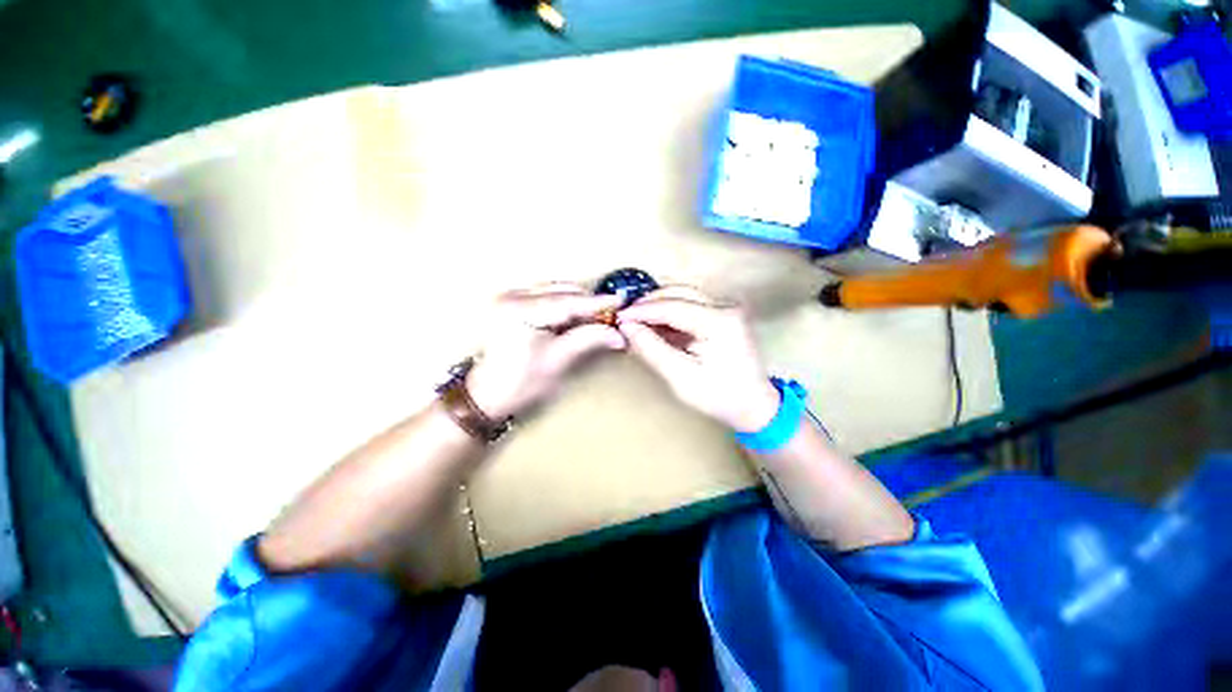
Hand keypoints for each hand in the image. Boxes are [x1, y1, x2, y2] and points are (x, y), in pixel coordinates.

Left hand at [465, 284, 625, 419]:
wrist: (487, 395)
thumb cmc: (520, 383)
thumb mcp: (558, 360)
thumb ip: (589, 339)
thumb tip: (617, 334)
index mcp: (521, 310)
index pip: (568, 302)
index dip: (597, 303)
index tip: (620, 302)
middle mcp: (512, 296)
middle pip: (561, 291)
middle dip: (587, 303)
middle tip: (610, 317)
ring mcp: (509, 297)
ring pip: (554, 291)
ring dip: (576, 303)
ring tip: (594, 319)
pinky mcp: (510, 303)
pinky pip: (545, 296)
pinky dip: (563, 304)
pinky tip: (575, 317)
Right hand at [617, 286, 780, 431]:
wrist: (753, 405)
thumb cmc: (719, 396)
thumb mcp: (680, 377)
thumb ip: (652, 349)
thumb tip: (627, 327)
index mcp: (719, 321)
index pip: (672, 306)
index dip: (642, 311)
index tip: (618, 317)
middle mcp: (726, 306)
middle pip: (678, 292)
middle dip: (649, 303)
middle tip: (625, 318)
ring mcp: (727, 308)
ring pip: (683, 295)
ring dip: (658, 306)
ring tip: (637, 322)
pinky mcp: (723, 314)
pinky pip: (690, 305)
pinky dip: (670, 312)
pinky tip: (655, 325)